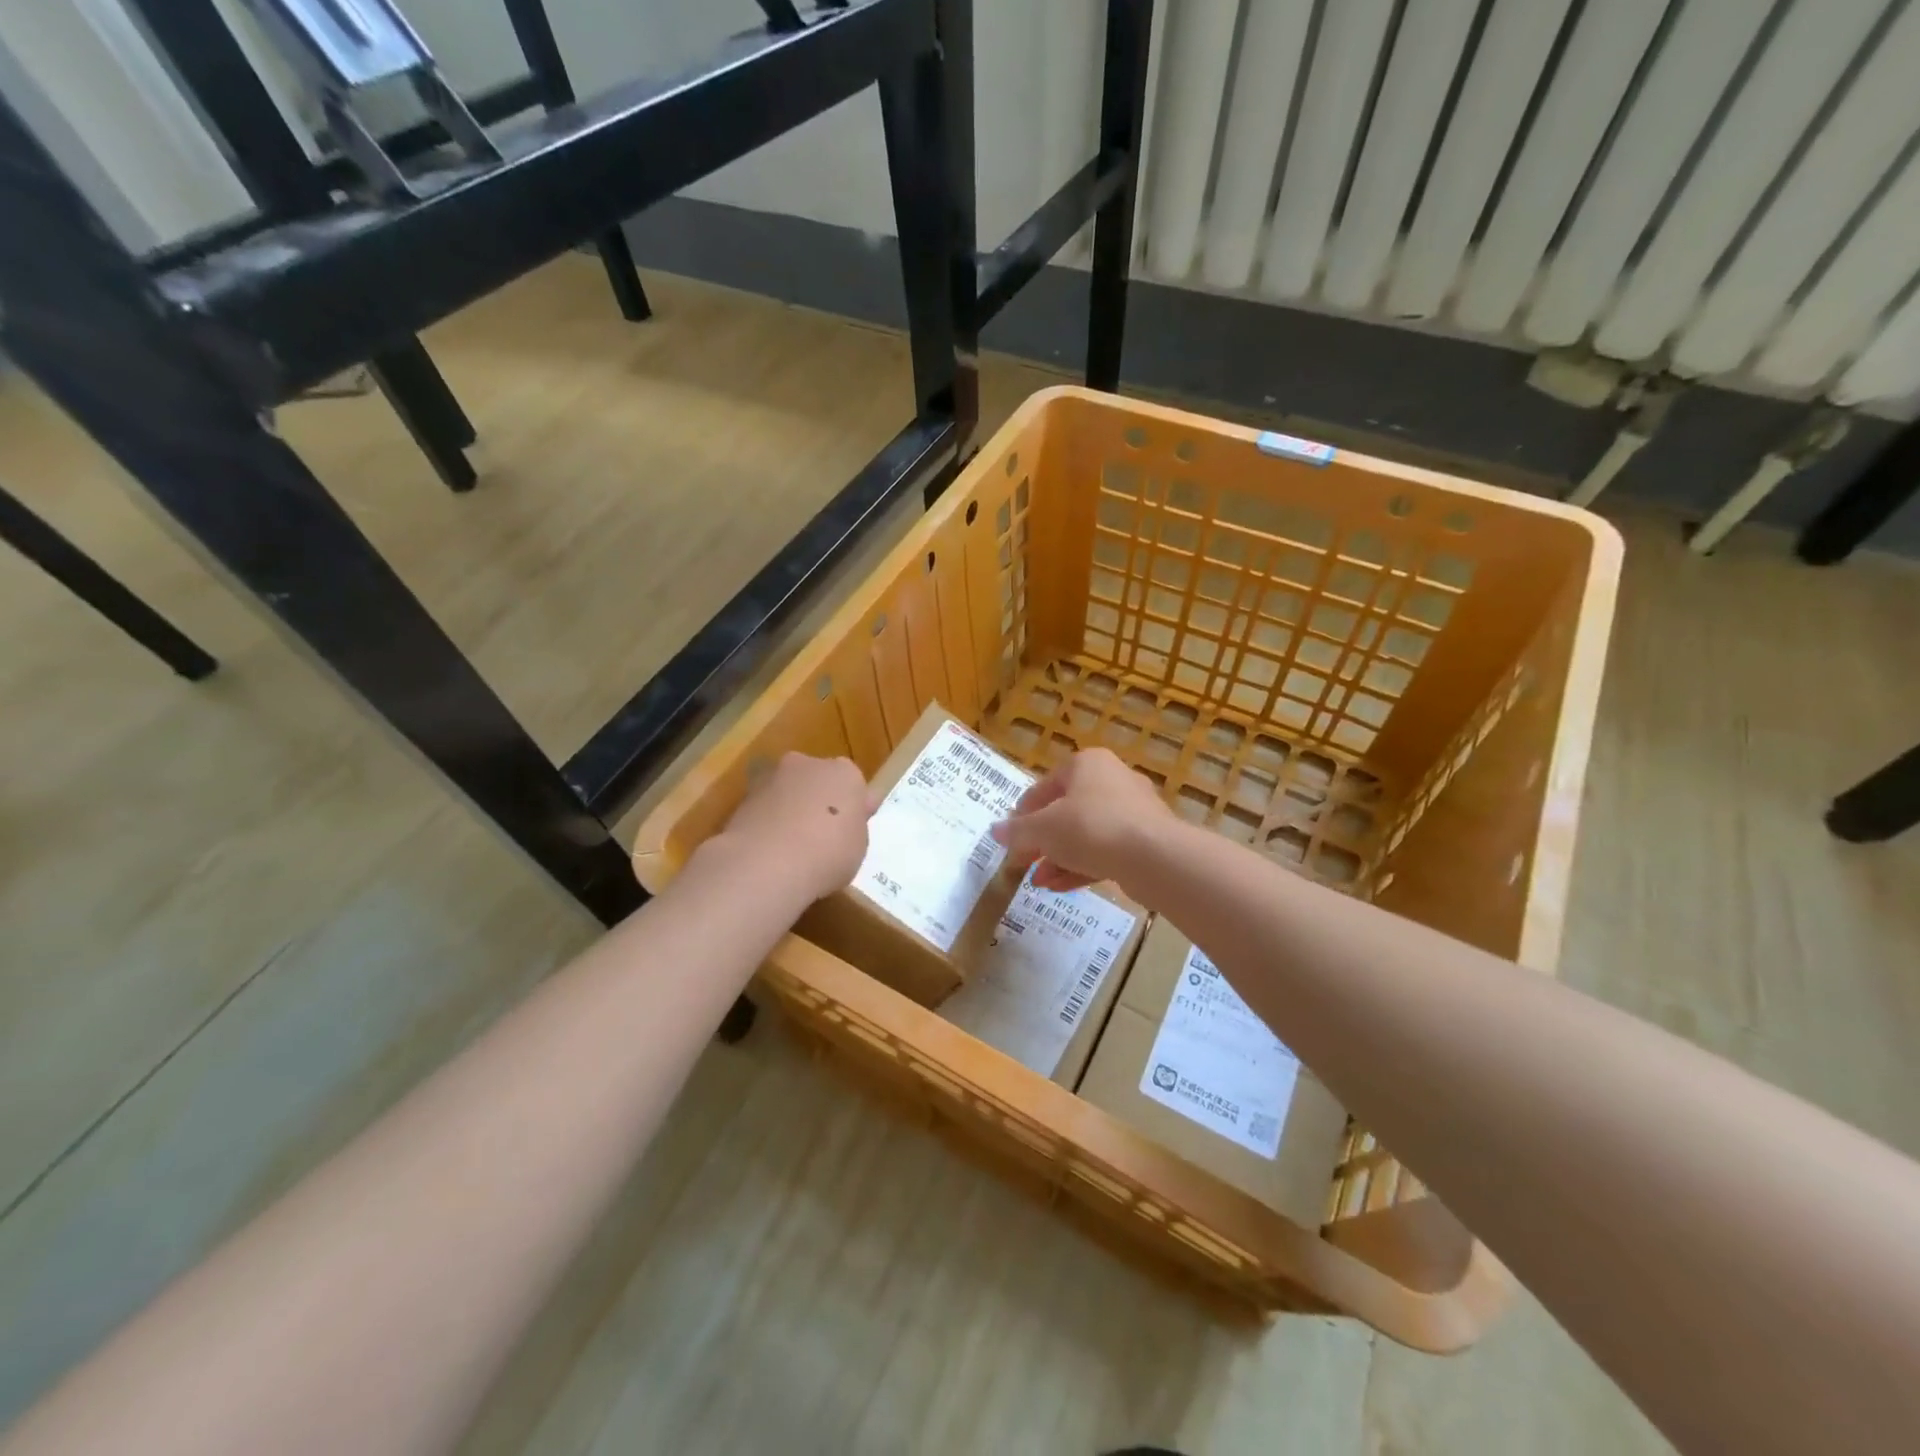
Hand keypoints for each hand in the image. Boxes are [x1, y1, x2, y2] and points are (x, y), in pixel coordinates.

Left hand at [708, 753, 873, 903]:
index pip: (852, 784)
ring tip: (788, 849)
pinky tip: (767, 852)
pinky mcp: (741, 797)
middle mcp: (808, 764)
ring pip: (786, 791)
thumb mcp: (858, 846)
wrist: (768, 863)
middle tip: (819, 837)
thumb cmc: (828, 853)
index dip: (850, 808)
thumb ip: (852, 826)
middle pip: (816, 780)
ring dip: (787, 810)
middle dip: (816, 801)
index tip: (847, 830)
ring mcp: (771, 777)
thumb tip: (847, 818)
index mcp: (844, 773)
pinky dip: (765, 823)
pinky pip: (762, 809)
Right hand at [991, 748, 1173, 893]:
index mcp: (1086, 764)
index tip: (1010, 840)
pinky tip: (1060, 887)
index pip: (1044, 787)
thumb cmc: (1091, 828)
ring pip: (1086, 834)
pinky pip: (1105, 850)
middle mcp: (1112, 779)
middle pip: (1066, 811)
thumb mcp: (1043, 830)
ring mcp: (1133, 810)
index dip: (1022, 815)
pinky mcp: (1145, 839)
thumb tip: (996, 831)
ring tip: (1039, 881)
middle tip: (1024, 863)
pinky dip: (1081, 866)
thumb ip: (1017, 831)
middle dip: (1042, 842)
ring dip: (1059, 858)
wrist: (1154, 857)